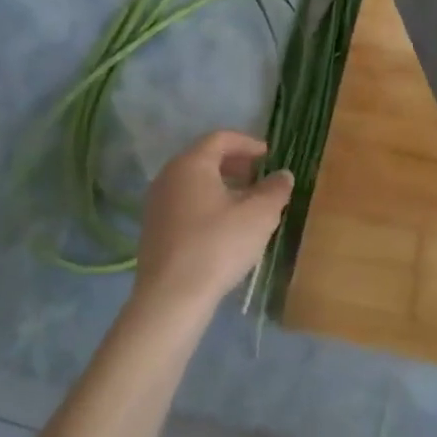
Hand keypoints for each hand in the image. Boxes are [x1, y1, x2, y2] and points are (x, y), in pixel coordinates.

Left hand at [133, 131, 293, 318]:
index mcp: (191, 163)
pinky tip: (223, 227)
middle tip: (259, 177)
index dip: (248, 143)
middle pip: (204, 158)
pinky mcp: (153, 229)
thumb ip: (275, 190)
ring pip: (193, 183)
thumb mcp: (259, 215)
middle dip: (235, 164)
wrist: (171, 297)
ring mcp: (156, 203)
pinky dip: (206, 204)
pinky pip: (184, 204)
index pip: (221, 138)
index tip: (269, 155)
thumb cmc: (218, 245)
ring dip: (221, 186)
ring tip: (245, 204)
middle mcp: (168, 176)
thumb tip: (283, 175)